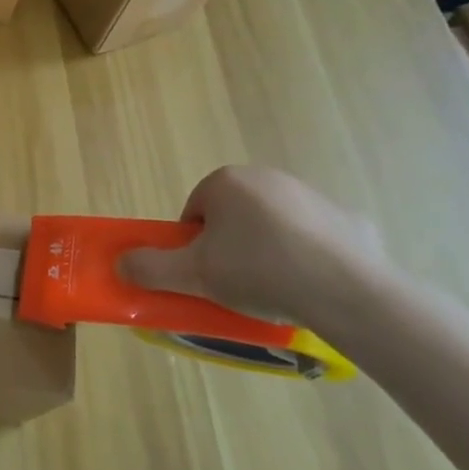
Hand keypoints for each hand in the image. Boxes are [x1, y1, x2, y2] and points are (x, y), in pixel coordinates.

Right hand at [117, 165, 399, 329]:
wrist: (349, 292)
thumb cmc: (259, 272)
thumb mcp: (194, 275)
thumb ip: (151, 268)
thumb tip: (119, 264)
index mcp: (226, 182)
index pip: (195, 212)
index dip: (194, 245)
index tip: (206, 274)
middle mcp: (267, 177)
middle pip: (233, 215)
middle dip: (231, 245)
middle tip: (236, 283)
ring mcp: (312, 196)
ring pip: (274, 224)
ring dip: (268, 249)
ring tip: (276, 289)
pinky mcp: (349, 219)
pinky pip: (316, 238)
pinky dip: (310, 257)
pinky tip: (314, 286)